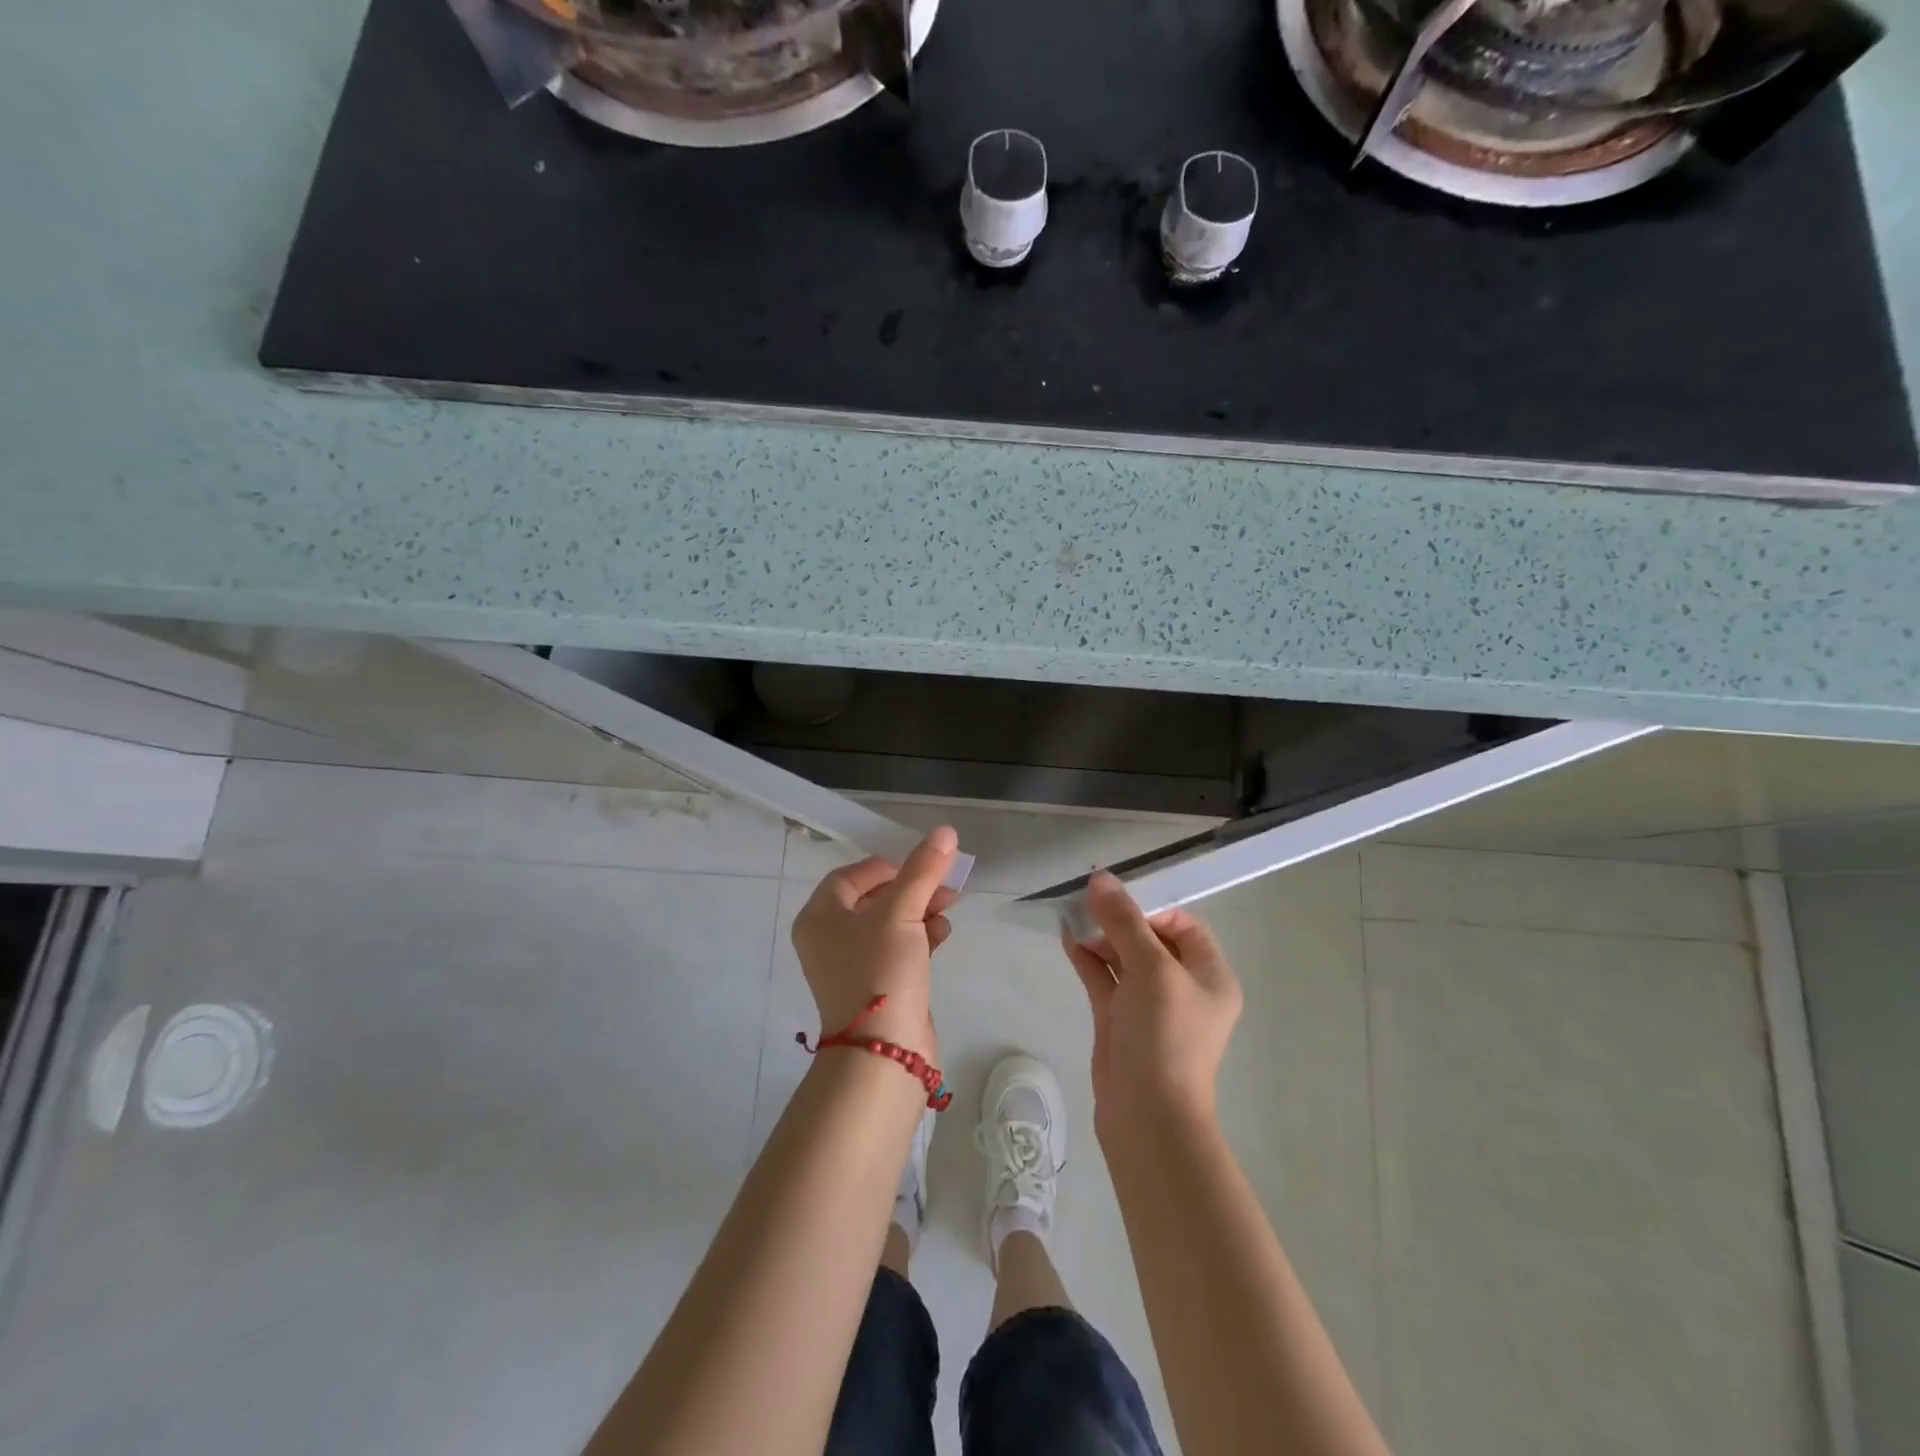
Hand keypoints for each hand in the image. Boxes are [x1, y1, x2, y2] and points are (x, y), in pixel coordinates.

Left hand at [792, 826, 959, 1061]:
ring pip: (890, 924)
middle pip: (874, 898)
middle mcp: (829, 939)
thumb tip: (945, 831)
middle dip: (913, 888)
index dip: (889, 866)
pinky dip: (920, 938)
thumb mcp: (902, 912)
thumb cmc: (880, 970)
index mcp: (820, 916)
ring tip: (950, 907)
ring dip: (921, 911)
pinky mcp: (876, 986)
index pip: (852, 875)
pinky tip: (943, 935)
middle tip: (947, 886)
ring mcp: (852, 966)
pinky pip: (898, 949)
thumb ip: (923, 870)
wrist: (883, 1052)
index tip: (922, 866)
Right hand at [1061, 871, 1241, 1132]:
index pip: (1183, 926)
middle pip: (1150, 939)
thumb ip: (1124, 921)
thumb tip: (1101, 877)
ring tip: (1071, 915)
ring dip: (1100, 937)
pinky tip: (1067, 939)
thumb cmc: (1165, 1035)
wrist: (1147, 1116)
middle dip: (1119, 920)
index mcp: (1209, 975)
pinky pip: (1106, 980)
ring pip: (1124, 958)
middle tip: (1086, 903)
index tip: (1117, 901)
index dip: (1151, 908)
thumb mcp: (1150, 969)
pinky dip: (1088, 960)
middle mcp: (1183, 988)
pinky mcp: (1121, 1021)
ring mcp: (1150, 1006)